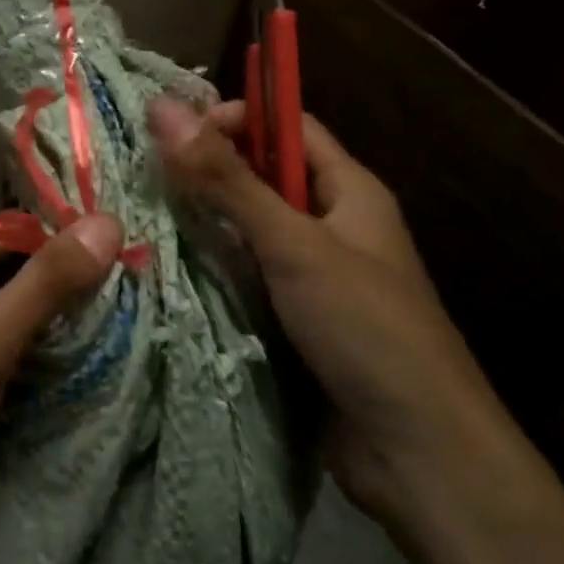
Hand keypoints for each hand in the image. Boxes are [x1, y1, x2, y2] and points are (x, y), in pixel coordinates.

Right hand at [147, 97, 509, 519]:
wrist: (420, 454)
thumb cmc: (366, 328)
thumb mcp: (293, 245)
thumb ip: (228, 180)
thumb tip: (165, 108)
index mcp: (350, 190)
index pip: (288, 126)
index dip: (236, 118)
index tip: (176, 131)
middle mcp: (333, 223)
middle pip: (264, 176)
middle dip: (210, 170)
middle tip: (145, 170)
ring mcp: (315, 274)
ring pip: (251, 229)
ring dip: (206, 221)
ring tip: (143, 213)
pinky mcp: (297, 318)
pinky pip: (249, 275)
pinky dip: (215, 267)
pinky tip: (168, 267)